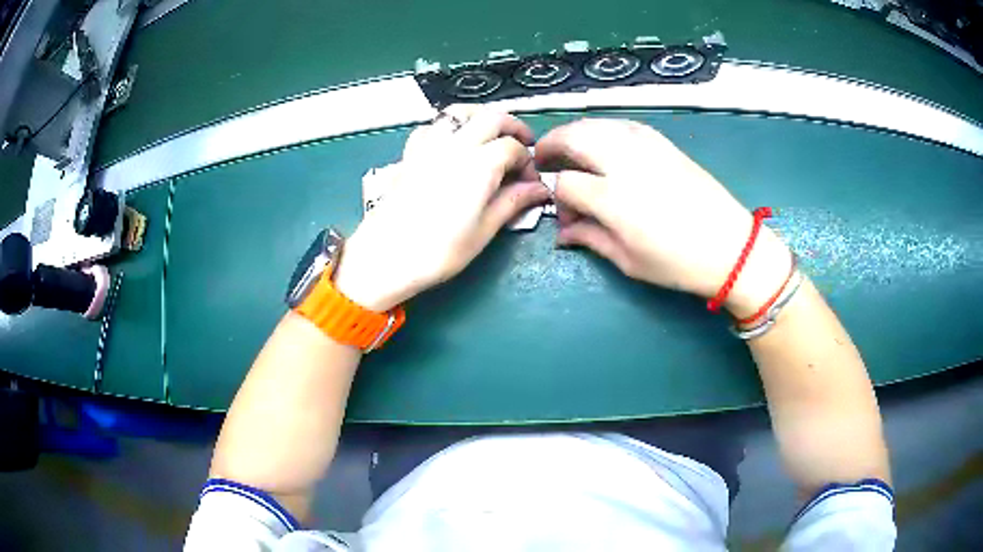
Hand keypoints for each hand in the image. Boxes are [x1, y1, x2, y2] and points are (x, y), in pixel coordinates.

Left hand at [333, 105, 549, 310]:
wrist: (385, 257)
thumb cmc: (438, 251)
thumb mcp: (483, 231)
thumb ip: (512, 202)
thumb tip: (538, 190)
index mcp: (480, 165)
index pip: (513, 147)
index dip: (527, 161)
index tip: (530, 181)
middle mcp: (456, 146)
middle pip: (491, 117)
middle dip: (512, 127)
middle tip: (522, 145)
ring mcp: (429, 146)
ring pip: (459, 112)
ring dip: (480, 117)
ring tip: (490, 135)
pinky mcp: (410, 154)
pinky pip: (431, 126)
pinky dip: (448, 127)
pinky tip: (452, 144)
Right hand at [535, 119, 790, 316]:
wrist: (731, 247)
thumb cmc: (678, 263)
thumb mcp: (628, 261)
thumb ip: (590, 239)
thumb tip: (564, 231)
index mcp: (612, 198)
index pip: (566, 183)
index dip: (557, 197)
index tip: (566, 215)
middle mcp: (624, 163)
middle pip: (573, 137)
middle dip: (551, 145)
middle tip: (544, 159)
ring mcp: (646, 147)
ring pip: (597, 124)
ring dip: (575, 133)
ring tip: (571, 149)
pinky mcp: (663, 142)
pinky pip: (623, 125)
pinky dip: (605, 129)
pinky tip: (604, 144)